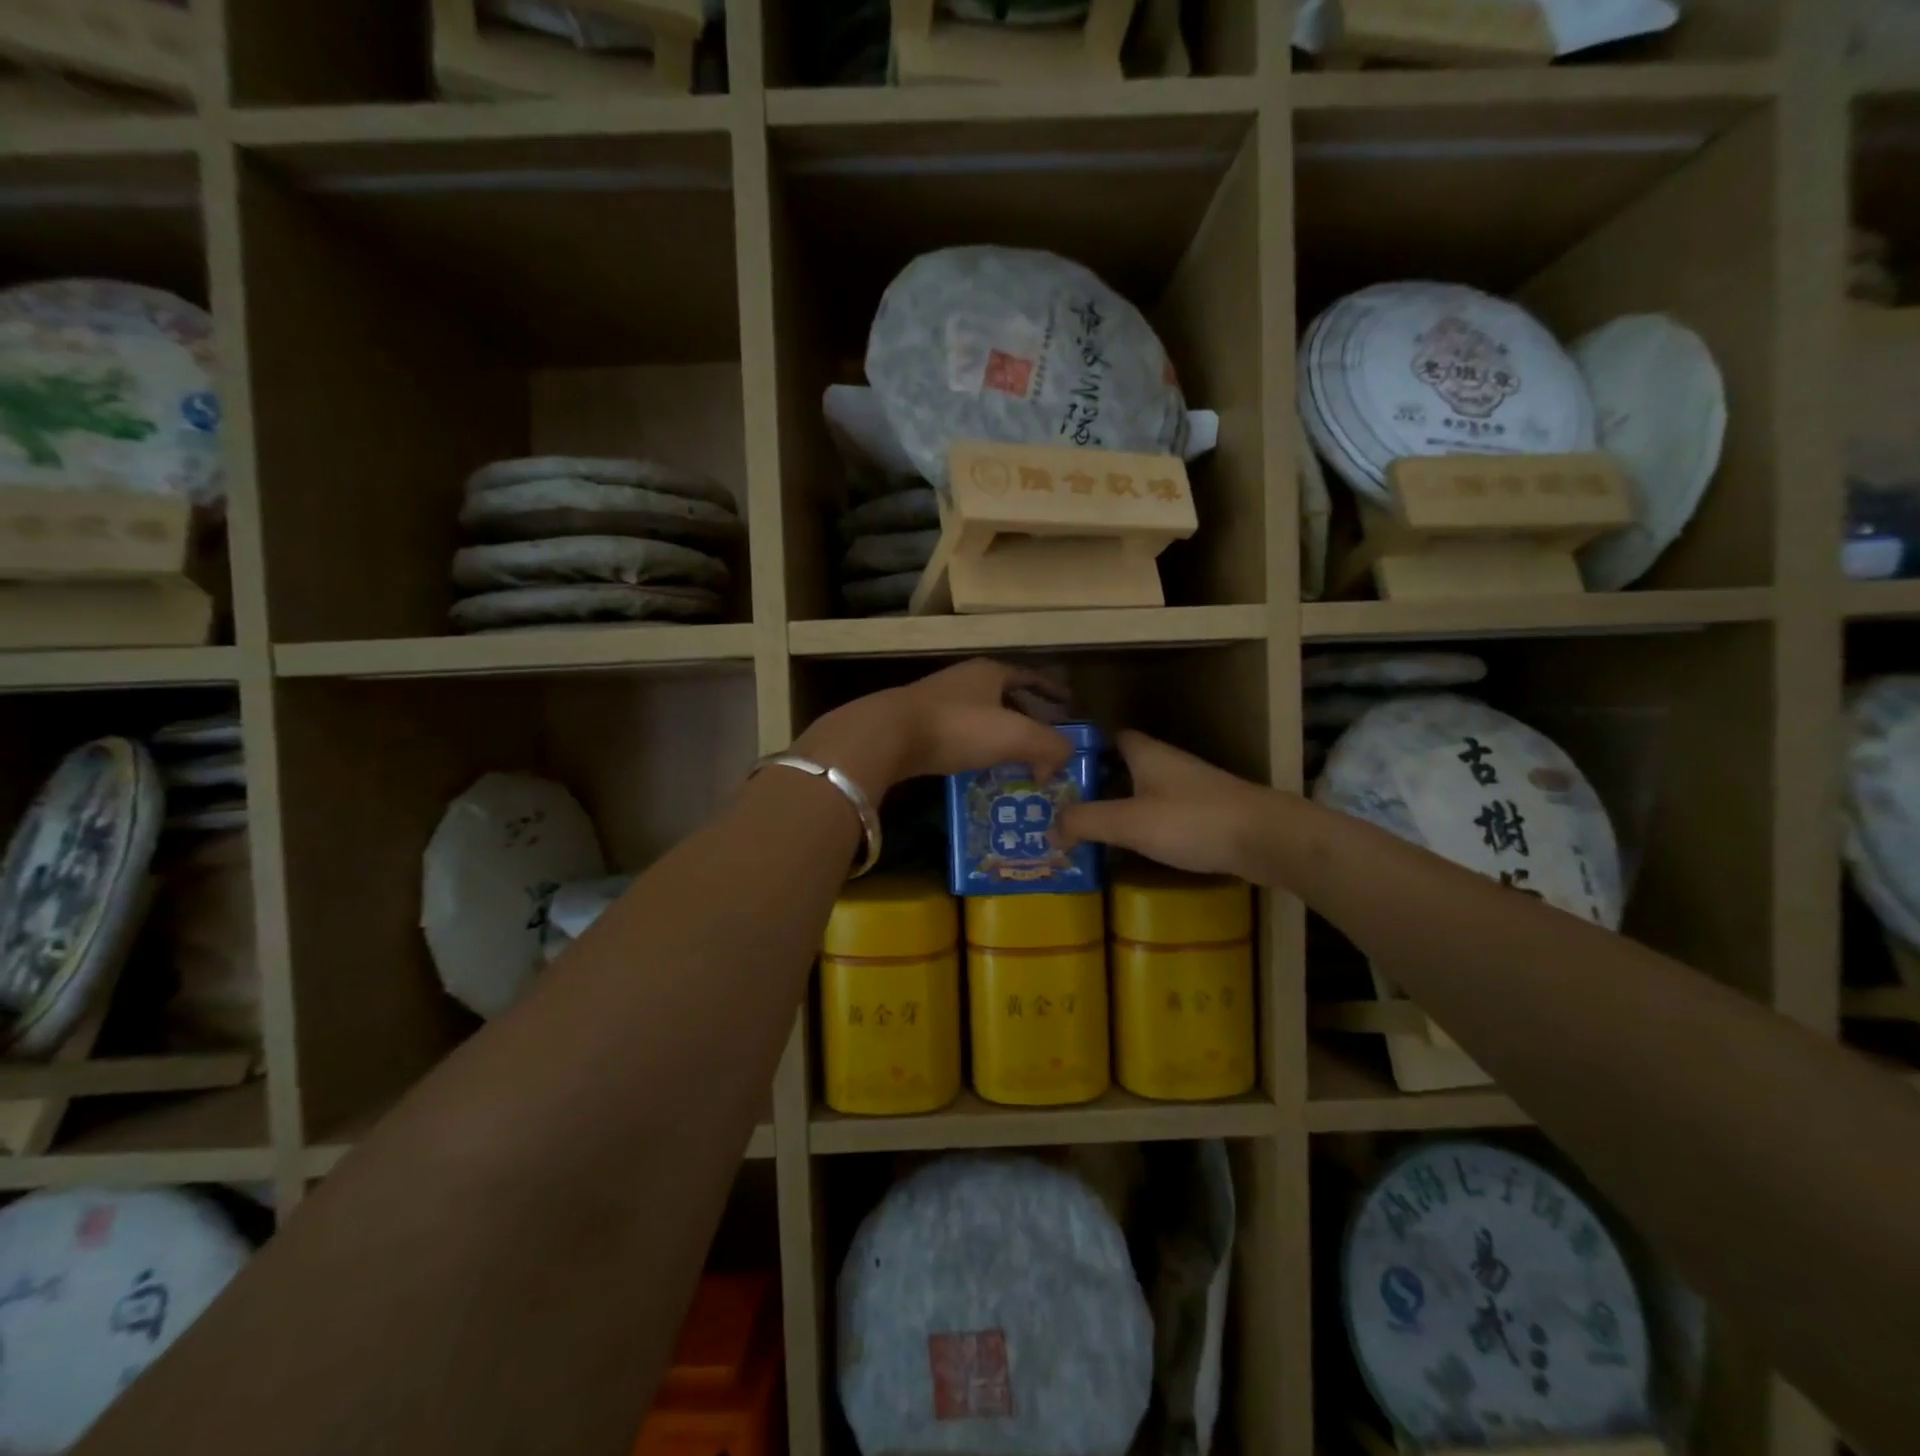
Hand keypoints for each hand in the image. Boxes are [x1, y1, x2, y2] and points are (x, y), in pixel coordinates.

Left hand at [793, 659, 1072, 799]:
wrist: (888, 736)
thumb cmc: (957, 727)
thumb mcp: (1015, 735)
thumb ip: (1050, 746)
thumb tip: (1060, 762)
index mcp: (990, 672)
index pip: (1030, 676)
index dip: (1052, 690)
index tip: (1069, 704)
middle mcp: (965, 680)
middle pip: (1006, 696)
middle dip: (1028, 718)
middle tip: (1046, 742)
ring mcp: (938, 702)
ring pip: (982, 717)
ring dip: (1002, 737)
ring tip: (1019, 761)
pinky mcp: (918, 726)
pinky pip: (960, 735)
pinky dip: (977, 749)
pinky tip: (982, 769)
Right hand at [1056, 730, 1269, 878]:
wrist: (1267, 839)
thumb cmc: (1192, 821)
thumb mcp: (1129, 821)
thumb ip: (1085, 822)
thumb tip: (1049, 831)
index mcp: (1145, 753)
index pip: (1106, 738)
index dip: (1081, 752)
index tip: (1054, 773)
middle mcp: (1165, 763)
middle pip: (1120, 767)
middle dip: (1093, 785)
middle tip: (1059, 808)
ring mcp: (1187, 788)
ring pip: (1141, 792)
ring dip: (1116, 808)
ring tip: (1084, 831)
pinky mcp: (1204, 813)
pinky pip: (1160, 814)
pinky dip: (1141, 826)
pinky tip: (1128, 847)